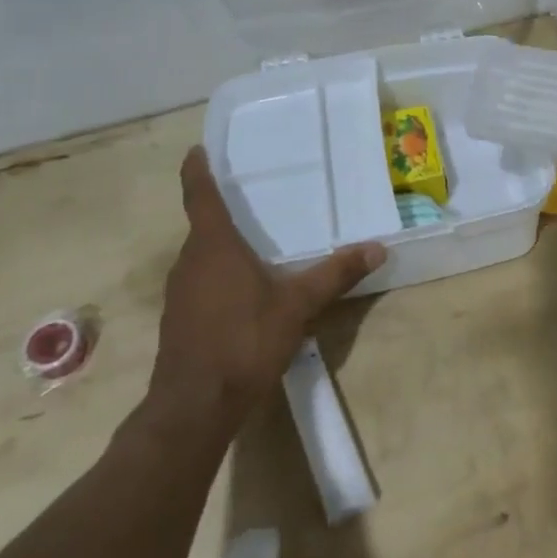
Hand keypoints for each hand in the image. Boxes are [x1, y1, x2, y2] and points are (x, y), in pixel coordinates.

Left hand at [149, 146, 385, 422]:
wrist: (194, 407)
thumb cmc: (243, 342)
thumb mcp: (298, 305)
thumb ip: (336, 274)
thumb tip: (377, 248)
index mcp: (213, 247)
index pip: (200, 196)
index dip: (197, 171)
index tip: (197, 150)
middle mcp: (190, 262)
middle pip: (203, 226)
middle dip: (224, 211)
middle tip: (254, 197)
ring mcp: (180, 293)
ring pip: (202, 257)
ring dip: (223, 246)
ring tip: (255, 241)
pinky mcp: (179, 320)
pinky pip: (200, 282)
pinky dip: (220, 274)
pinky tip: (245, 290)